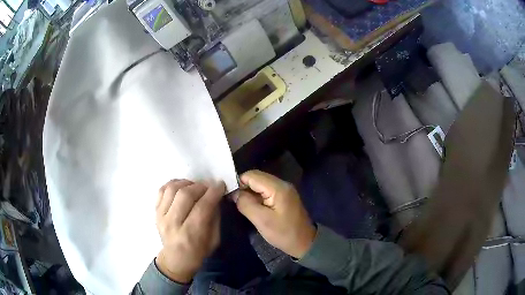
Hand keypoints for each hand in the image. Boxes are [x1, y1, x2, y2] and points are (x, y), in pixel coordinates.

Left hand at [155, 179, 224, 282]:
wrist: (175, 259)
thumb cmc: (198, 252)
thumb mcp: (214, 240)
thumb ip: (215, 217)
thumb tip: (215, 196)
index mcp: (190, 235)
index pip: (202, 207)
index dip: (213, 193)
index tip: (220, 185)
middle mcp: (173, 224)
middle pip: (185, 195)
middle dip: (201, 186)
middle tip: (209, 187)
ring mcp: (161, 216)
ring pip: (172, 189)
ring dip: (187, 183)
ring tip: (195, 187)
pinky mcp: (155, 211)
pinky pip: (162, 190)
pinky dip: (173, 184)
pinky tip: (182, 187)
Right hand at [234, 170, 315, 258]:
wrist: (304, 242)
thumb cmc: (283, 233)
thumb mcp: (262, 221)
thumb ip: (246, 204)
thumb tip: (234, 193)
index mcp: (278, 188)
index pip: (252, 175)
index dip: (239, 182)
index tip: (230, 195)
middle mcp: (282, 184)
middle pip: (257, 177)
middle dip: (244, 187)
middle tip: (235, 200)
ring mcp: (284, 189)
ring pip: (261, 183)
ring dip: (250, 192)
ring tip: (241, 204)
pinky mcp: (284, 196)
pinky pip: (266, 190)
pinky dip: (257, 195)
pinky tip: (253, 206)